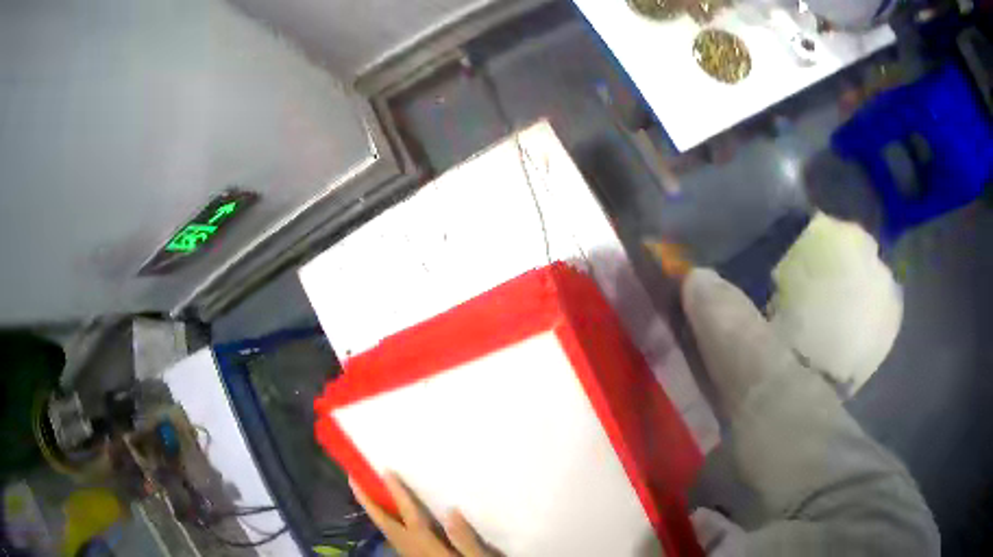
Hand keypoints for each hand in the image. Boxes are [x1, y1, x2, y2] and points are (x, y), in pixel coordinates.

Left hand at [350, 473, 496, 556]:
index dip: (397, 494)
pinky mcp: (412, 555)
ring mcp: (408, 553)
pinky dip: (383, 520)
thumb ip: (465, 539)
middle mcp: (411, 549)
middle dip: (367, 502)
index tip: (386, 472)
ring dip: (372, 510)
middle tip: (352, 478)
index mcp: (427, 546)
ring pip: (385, 529)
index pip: (410, 517)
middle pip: (385, 524)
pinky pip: (391, 535)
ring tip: (363, 491)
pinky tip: (386, 514)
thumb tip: (453, 510)